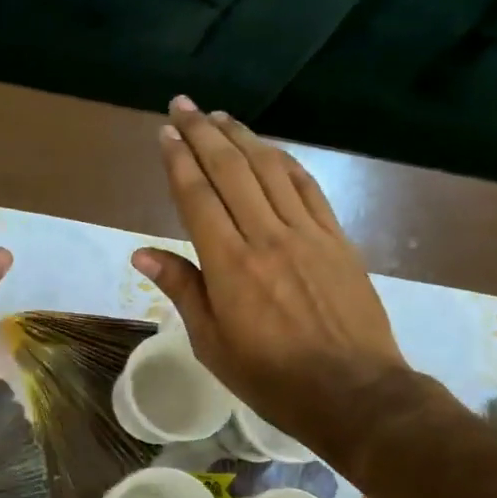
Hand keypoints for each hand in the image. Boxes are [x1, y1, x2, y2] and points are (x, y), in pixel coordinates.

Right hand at [131, 96, 408, 460]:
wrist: (354, 392)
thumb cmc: (271, 377)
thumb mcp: (212, 343)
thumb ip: (182, 290)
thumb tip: (142, 254)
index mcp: (230, 265)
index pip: (197, 197)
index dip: (179, 161)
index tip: (166, 133)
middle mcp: (266, 236)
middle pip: (231, 170)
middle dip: (203, 133)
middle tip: (183, 105)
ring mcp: (307, 234)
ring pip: (270, 170)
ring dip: (243, 137)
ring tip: (220, 116)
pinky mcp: (337, 239)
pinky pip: (308, 188)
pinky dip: (284, 162)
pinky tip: (270, 149)